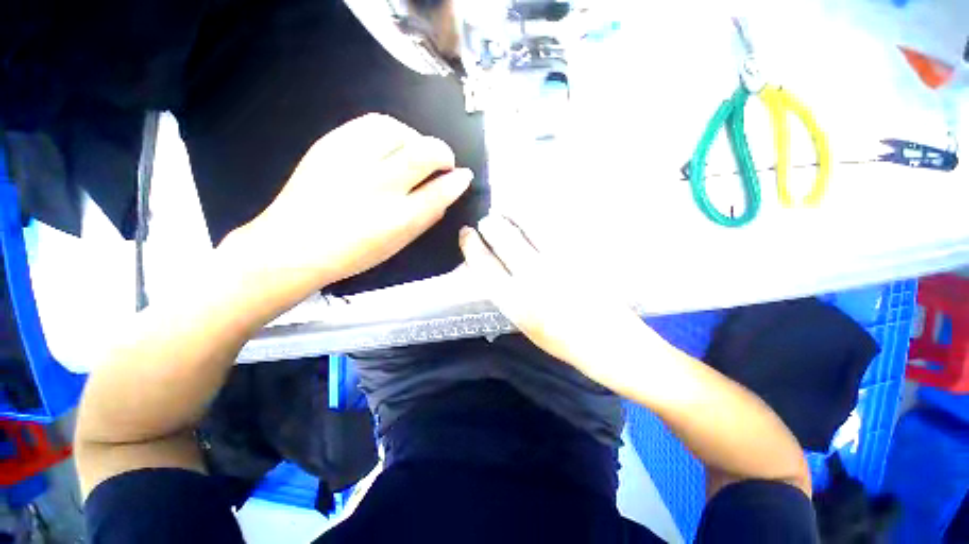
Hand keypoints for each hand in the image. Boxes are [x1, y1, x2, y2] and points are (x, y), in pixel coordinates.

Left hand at [238, 113, 471, 289]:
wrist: (292, 246)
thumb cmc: (352, 253)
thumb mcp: (398, 243)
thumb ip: (427, 216)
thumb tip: (447, 191)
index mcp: (398, 218)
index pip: (441, 190)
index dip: (458, 180)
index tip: (463, 175)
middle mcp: (379, 185)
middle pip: (425, 152)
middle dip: (443, 153)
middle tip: (443, 162)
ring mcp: (351, 160)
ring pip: (399, 130)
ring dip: (416, 139)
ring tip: (414, 152)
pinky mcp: (330, 144)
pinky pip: (371, 123)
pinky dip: (391, 131)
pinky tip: (390, 144)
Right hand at [459, 215, 645, 373]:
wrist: (611, 343)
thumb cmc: (563, 341)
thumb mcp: (525, 324)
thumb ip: (508, 294)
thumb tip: (495, 265)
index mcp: (516, 302)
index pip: (483, 263)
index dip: (471, 245)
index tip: (467, 233)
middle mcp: (534, 277)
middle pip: (503, 237)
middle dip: (490, 224)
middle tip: (488, 220)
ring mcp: (559, 262)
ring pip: (529, 224)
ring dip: (513, 213)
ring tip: (507, 209)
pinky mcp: (580, 253)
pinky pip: (553, 226)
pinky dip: (538, 216)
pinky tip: (534, 214)